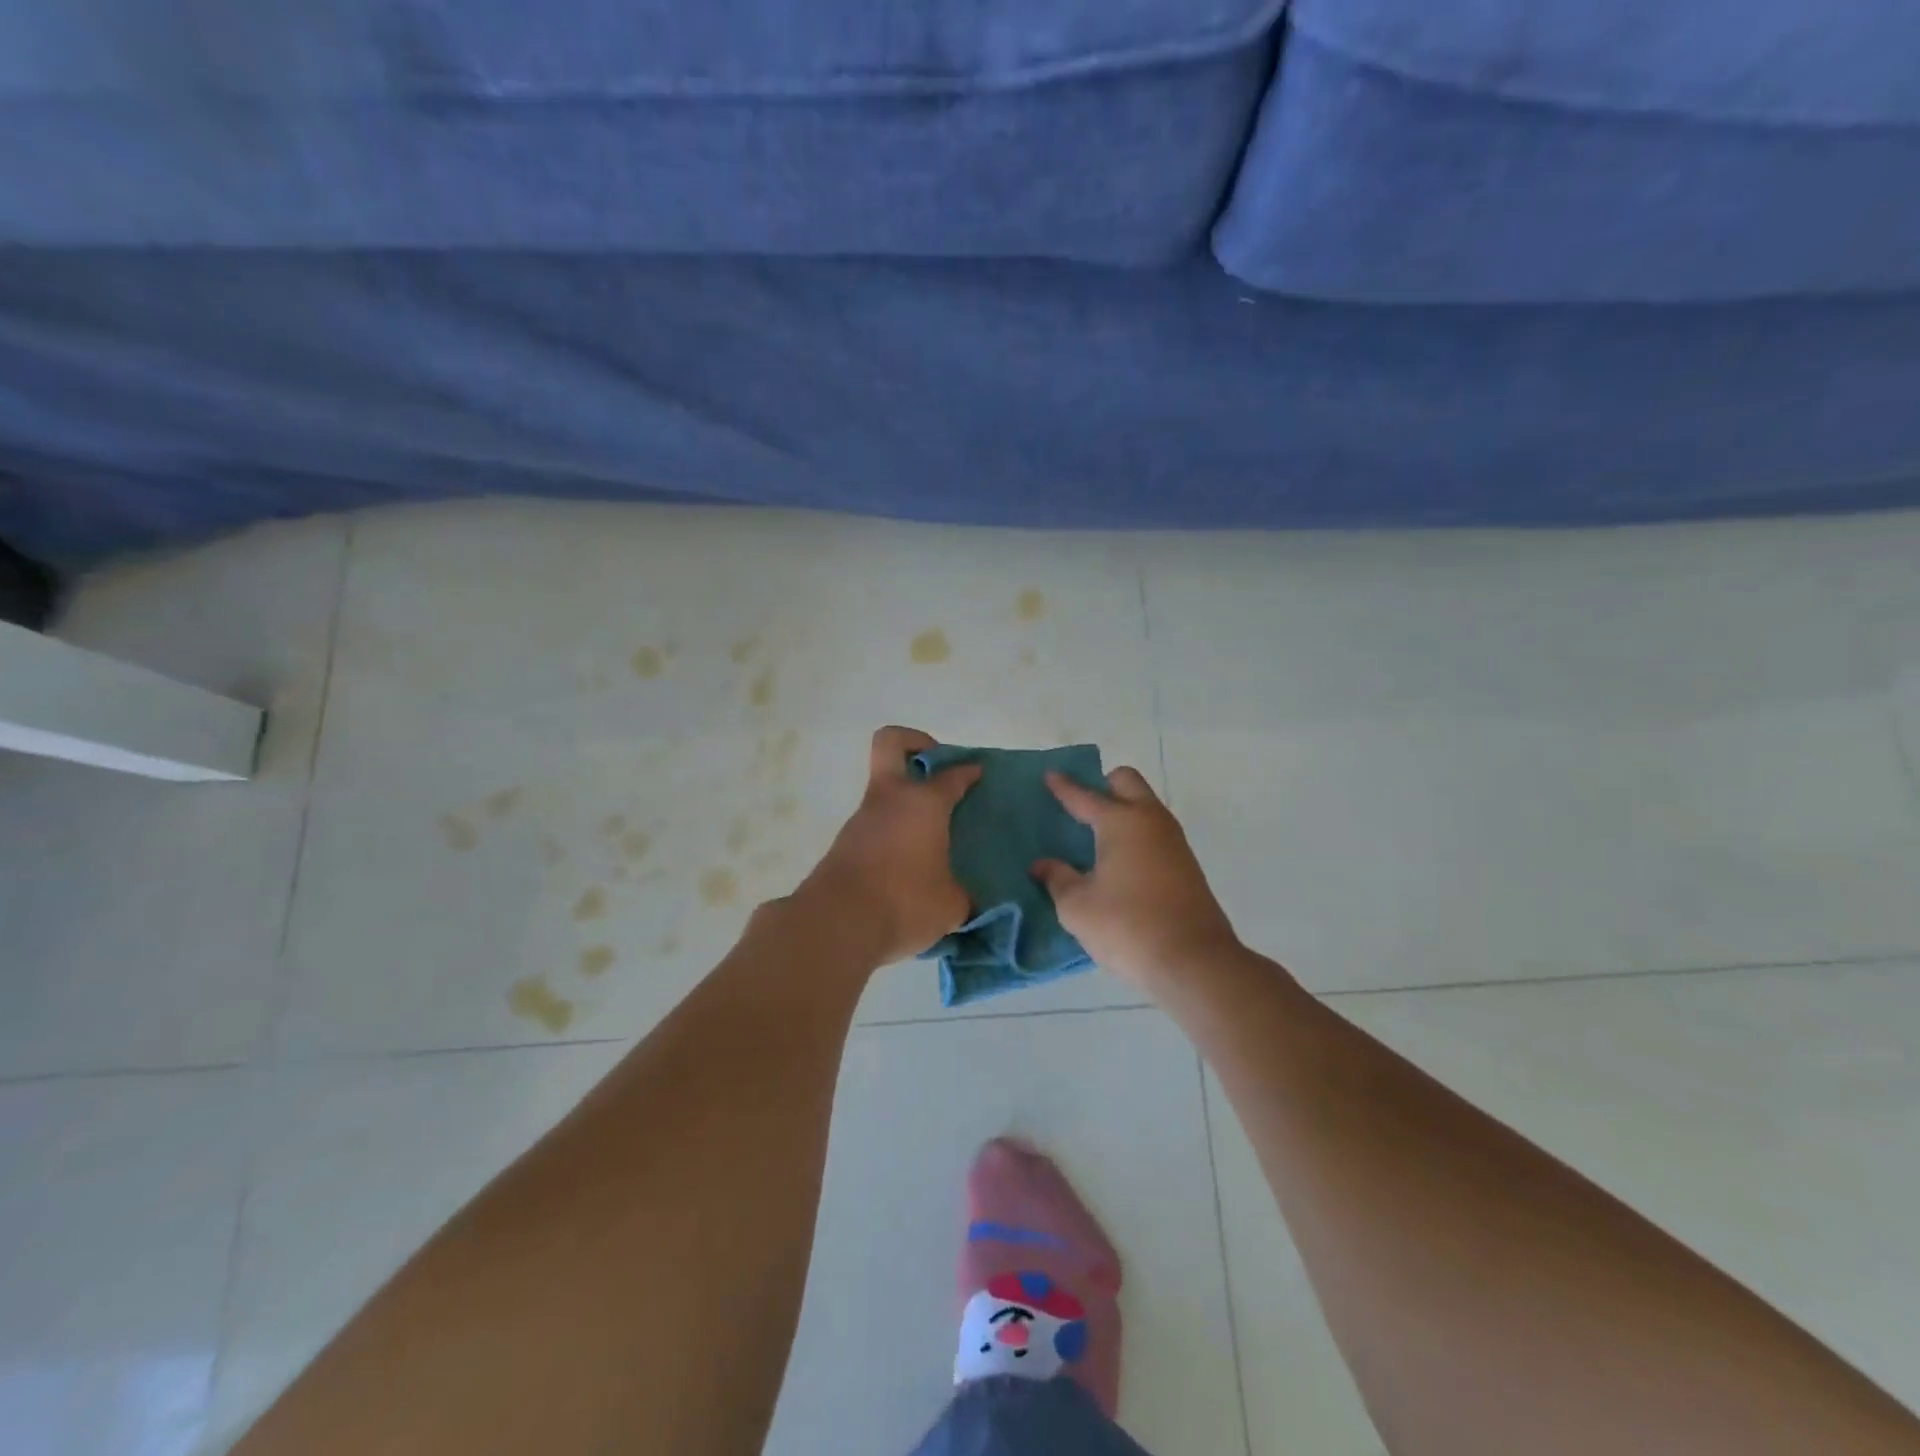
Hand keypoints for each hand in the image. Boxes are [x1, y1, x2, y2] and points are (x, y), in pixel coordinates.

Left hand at [794, 726, 981, 966]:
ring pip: (884, 790)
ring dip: (905, 801)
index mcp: (924, 803)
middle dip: (916, 742)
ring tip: (930, 835)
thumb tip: (965, 899)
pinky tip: (908, 864)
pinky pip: (875, 825)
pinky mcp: (845, 844)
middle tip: (936, 769)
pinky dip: (893, 832)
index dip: (968, 771)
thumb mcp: (950, 905)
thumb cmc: (904, 902)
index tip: (978, 773)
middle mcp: (891, 800)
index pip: (952, 775)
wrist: (836, 924)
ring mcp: (862, 819)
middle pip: (892, 743)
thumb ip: (962, 895)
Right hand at [1032, 767, 1239, 992]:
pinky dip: (1135, 834)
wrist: (1194, 962)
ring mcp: (1174, 842)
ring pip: (1145, 807)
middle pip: (1127, 782)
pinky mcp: (1186, 865)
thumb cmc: (1127, 926)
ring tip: (1096, 834)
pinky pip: (1154, 833)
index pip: (1085, 796)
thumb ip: (1057, 879)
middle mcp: (1150, 821)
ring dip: (1123, 810)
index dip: (1064, 786)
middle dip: (1103, 784)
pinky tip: (1119, 861)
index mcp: (1121, 822)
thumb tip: (1042, 865)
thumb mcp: (1077, 907)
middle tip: (1081, 805)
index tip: (1050, 774)